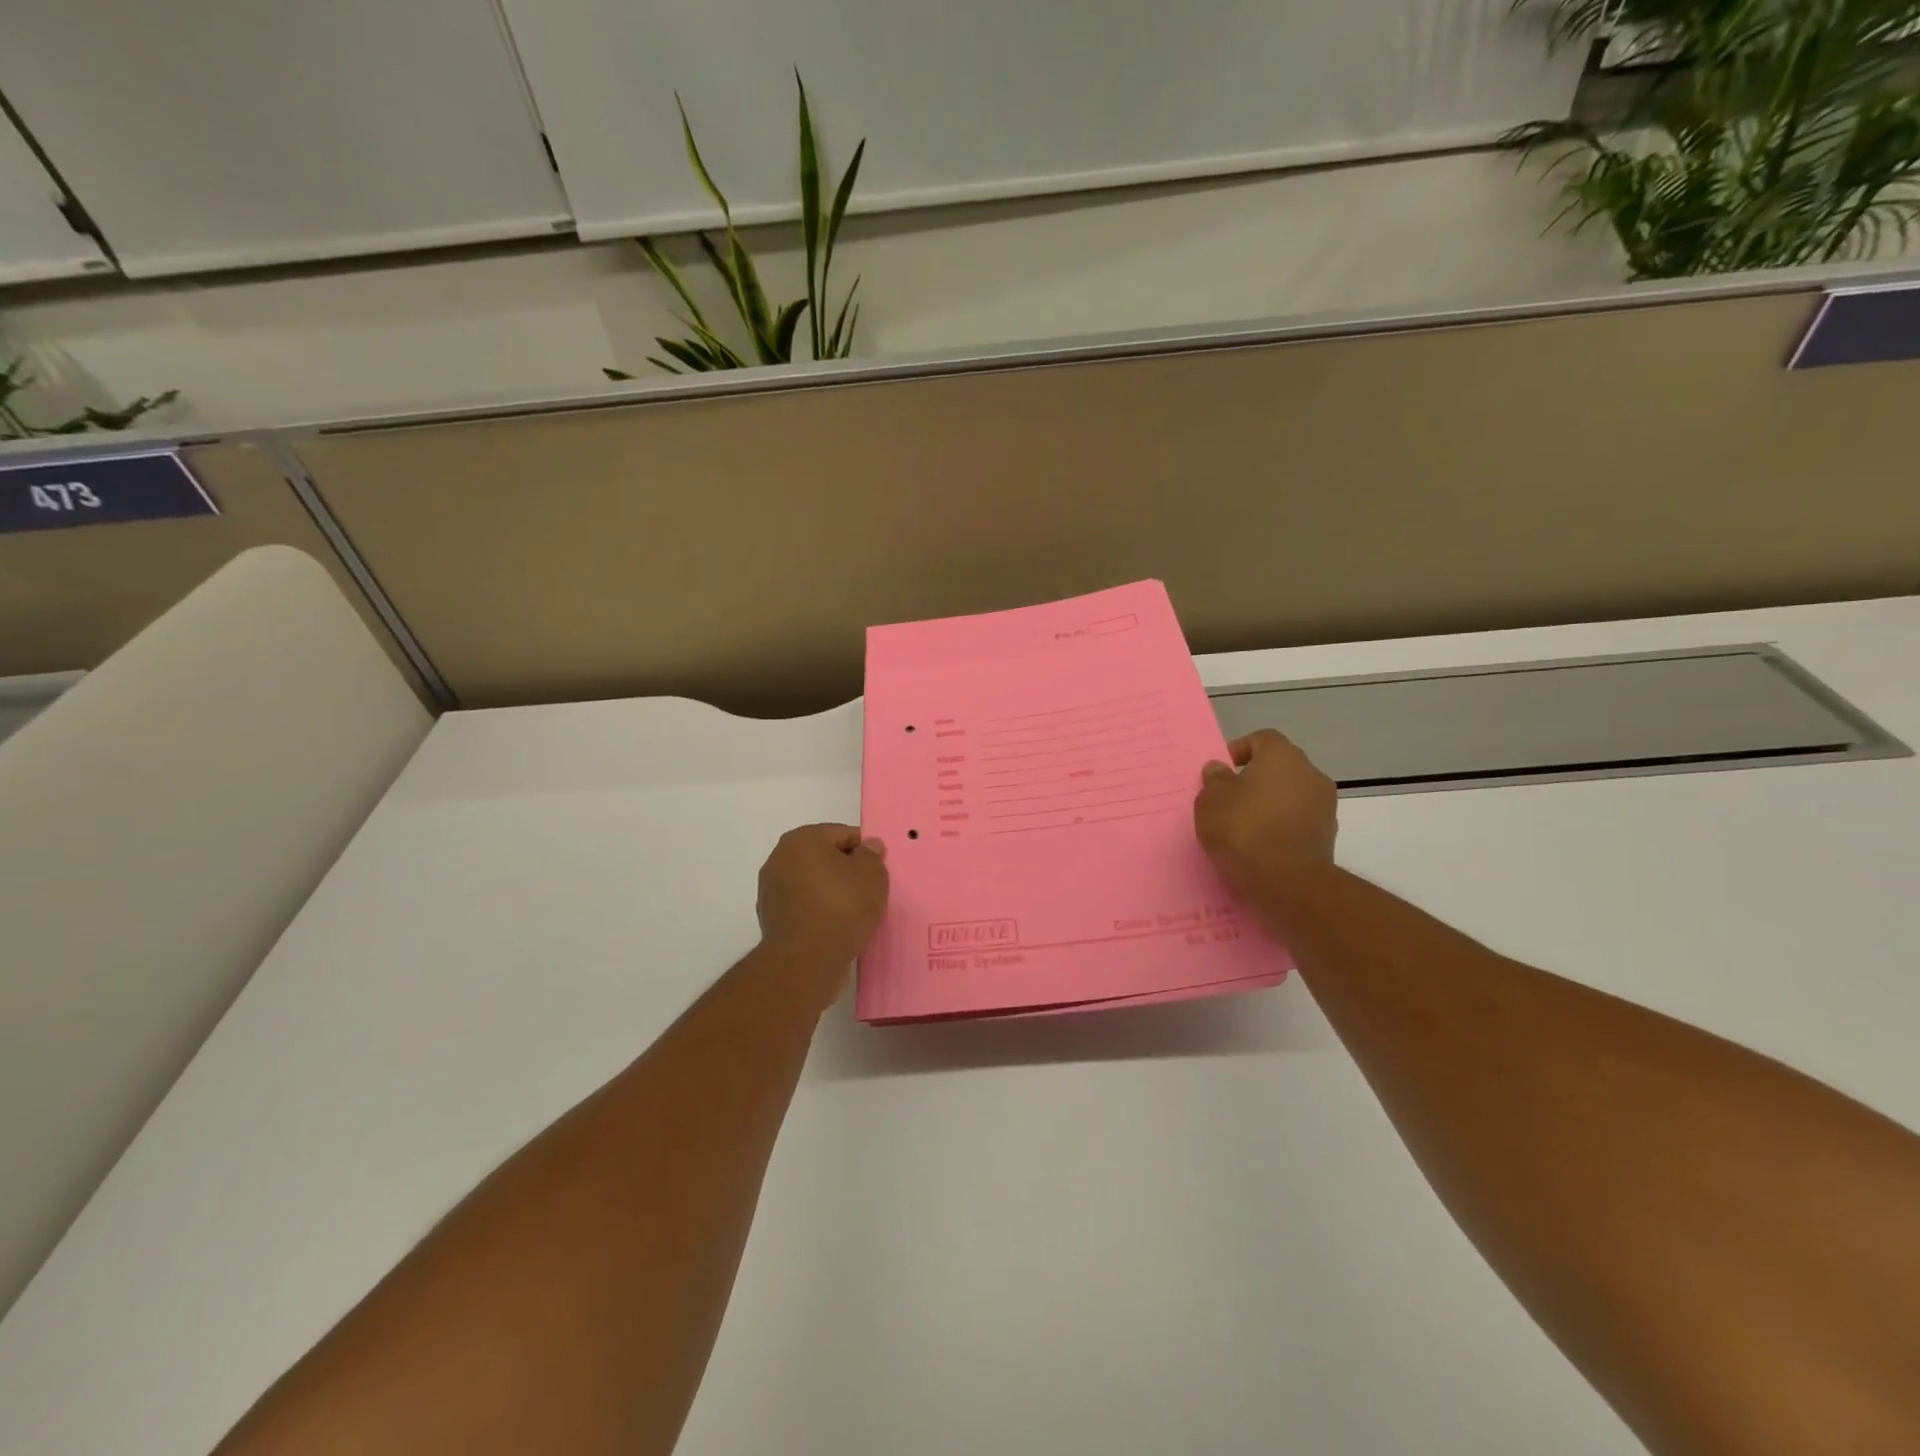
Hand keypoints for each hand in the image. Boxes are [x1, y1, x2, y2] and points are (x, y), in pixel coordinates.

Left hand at [755, 824, 889, 992]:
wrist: (806, 960)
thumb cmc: (842, 907)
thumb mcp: (872, 875)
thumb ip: (872, 855)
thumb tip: (869, 846)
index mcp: (802, 839)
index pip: (842, 834)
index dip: (865, 850)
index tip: (878, 870)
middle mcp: (780, 858)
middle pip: (824, 857)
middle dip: (846, 870)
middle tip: (869, 890)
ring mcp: (771, 890)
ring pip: (813, 883)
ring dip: (831, 892)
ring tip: (854, 912)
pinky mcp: (771, 919)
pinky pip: (804, 906)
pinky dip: (819, 912)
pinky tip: (836, 927)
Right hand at [1194, 730, 1337, 900]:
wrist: (1287, 880)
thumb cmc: (1243, 829)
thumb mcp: (1211, 801)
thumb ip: (1214, 780)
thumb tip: (1220, 769)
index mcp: (1282, 756)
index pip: (1262, 739)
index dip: (1240, 750)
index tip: (1221, 772)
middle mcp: (1310, 773)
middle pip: (1279, 767)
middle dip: (1256, 779)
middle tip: (1230, 800)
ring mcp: (1324, 805)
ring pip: (1291, 795)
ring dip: (1271, 804)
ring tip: (1244, 826)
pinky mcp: (1327, 834)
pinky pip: (1298, 820)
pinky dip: (1282, 826)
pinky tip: (1262, 844)